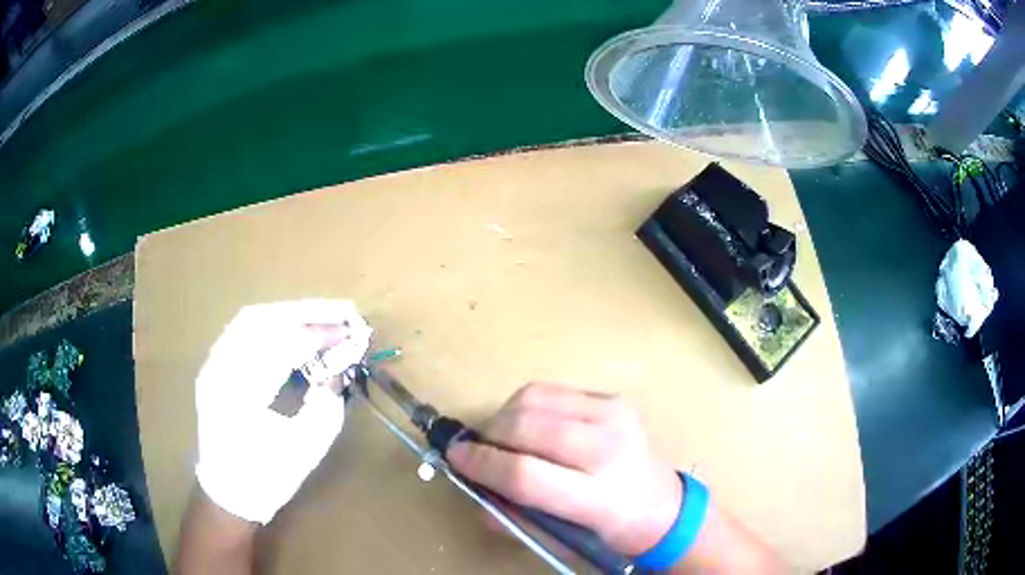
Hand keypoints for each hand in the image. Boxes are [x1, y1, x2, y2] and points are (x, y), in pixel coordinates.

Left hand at [194, 300, 370, 523]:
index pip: (281, 345)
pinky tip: (293, 329)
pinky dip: (272, 324)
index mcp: (241, 395)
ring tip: (323, 316)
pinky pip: (242, 332)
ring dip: (289, 313)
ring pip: (249, 320)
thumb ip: (326, 404)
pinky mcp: (214, 367)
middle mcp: (219, 370)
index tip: (352, 330)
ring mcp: (212, 366)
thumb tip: (339, 367)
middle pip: (261, 319)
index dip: (320, 333)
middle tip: (343, 312)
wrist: (229, 493)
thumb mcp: (306, 447)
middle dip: (306, 312)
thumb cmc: (268, 477)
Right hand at [446, 382, 681, 555]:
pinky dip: (528, 407)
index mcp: (600, 496)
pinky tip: (532, 427)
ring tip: (504, 439)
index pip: (526, 474)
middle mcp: (609, 448)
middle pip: (526, 427)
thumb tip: (474, 488)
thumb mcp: (561, 539)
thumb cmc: (609, 530)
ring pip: (534, 398)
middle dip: (489, 437)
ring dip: (505, 418)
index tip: (455, 458)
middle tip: (478, 451)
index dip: (482, 464)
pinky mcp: (613, 398)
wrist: (664, 505)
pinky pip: (551, 390)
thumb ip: (514, 516)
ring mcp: (614, 415)